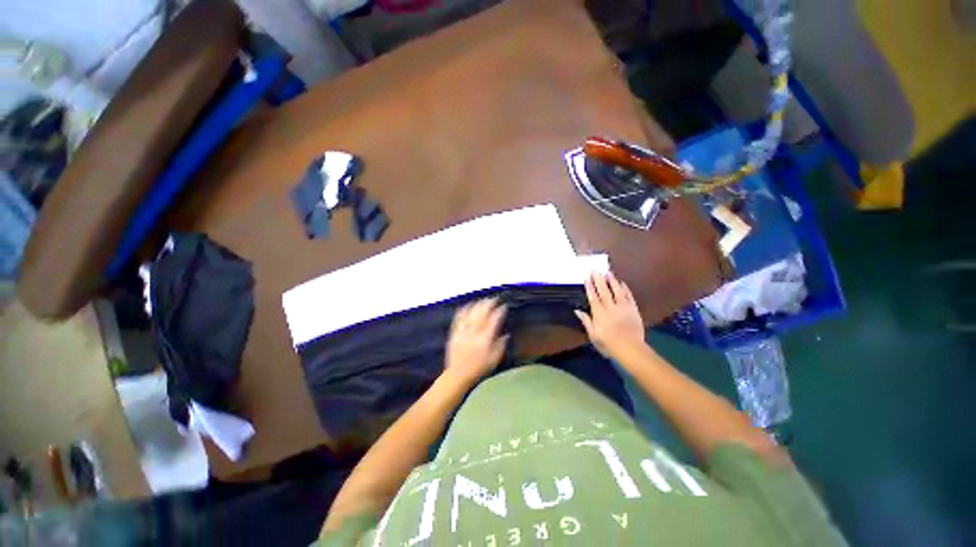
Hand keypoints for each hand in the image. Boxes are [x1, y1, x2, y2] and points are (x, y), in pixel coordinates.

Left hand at [444, 298, 507, 385]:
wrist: (458, 374)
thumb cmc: (479, 368)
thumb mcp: (494, 359)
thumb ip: (501, 345)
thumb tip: (506, 334)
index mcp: (485, 339)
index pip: (494, 320)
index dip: (500, 311)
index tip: (504, 306)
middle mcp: (474, 332)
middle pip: (482, 312)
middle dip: (489, 303)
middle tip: (495, 299)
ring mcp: (463, 331)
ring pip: (471, 312)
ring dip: (478, 304)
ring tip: (484, 300)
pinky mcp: (455, 332)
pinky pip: (459, 317)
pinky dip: (464, 309)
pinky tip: (468, 305)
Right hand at [575, 272, 647, 360]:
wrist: (631, 349)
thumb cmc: (608, 344)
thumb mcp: (593, 335)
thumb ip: (586, 321)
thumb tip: (577, 310)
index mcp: (599, 313)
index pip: (593, 297)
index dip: (590, 287)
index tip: (587, 278)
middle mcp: (610, 307)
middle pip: (604, 290)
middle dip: (599, 279)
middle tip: (596, 269)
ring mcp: (623, 307)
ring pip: (617, 290)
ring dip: (612, 280)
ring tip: (608, 272)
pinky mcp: (633, 309)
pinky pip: (629, 296)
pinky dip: (625, 289)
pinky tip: (622, 283)